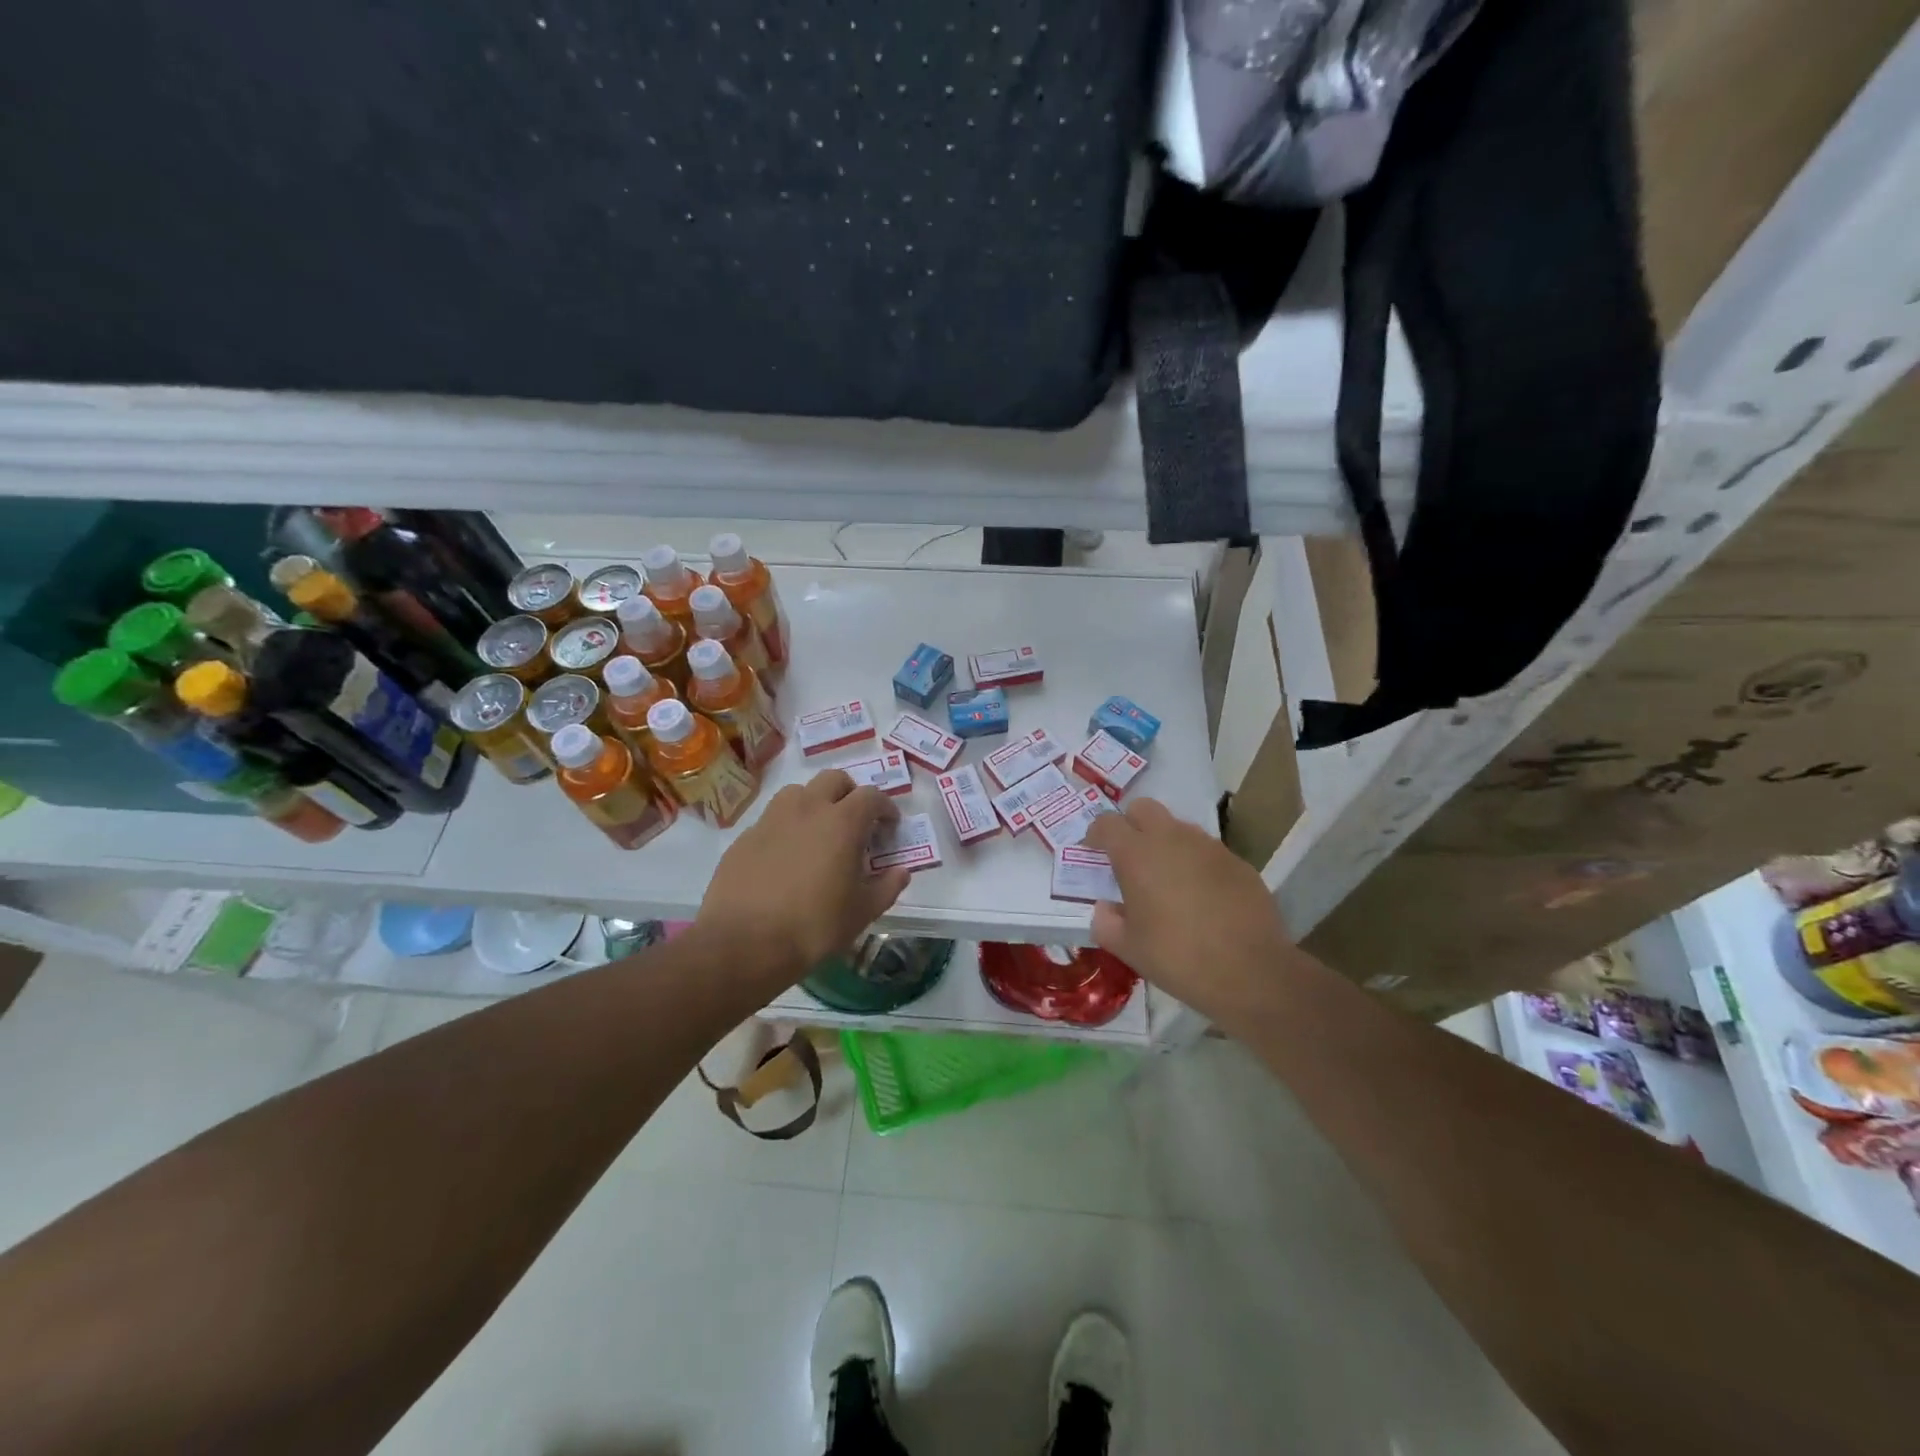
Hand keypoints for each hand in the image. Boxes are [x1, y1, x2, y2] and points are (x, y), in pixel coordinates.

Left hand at [695, 770, 910, 988]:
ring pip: (799, 792)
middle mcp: (807, 809)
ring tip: (818, 832)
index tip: (889, 825)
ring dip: (815, 803)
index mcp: (842, 822)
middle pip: (833, 779)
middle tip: (855, 821)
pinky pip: (772, 819)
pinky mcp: (745, 837)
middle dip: (849, 793)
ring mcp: (772, 819)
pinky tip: (786, 857)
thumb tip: (901, 871)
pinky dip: (787, 827)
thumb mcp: (862, 912)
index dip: (885, 807)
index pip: (872, 796)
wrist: (744, 943)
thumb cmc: (814, 926)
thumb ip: (887, 887)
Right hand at [1082, 798, 1296, 1028]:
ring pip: (1177, 827)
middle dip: (1131, 824)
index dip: (1096, 833)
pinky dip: (1195, 863)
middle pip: (1143, 808)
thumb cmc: (1178, 957)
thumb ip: (1106, 922)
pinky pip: (1206, 851)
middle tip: (1128, 857)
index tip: (1093, 851)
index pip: (1107, 823)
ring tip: (1166, 879)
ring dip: (1165, 842)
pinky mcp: (1237, 862)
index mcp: (1137, 854)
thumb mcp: (1128, 949)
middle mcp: (1172, 838)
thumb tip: (1106, 908)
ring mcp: (1209, 847)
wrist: (1251, 972)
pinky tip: (1200, 896)